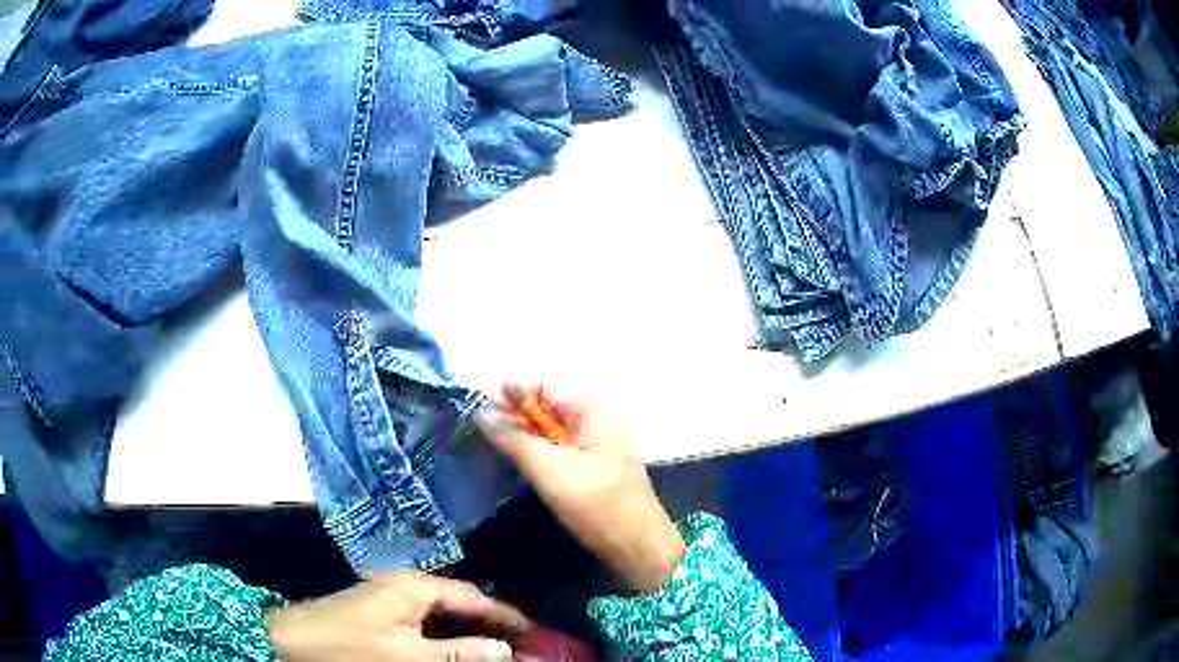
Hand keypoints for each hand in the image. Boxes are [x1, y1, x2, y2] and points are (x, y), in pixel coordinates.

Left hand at [266, 570, 526, 660]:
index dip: (504, 616)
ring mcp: (388, 593)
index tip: (534, 632)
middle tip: (519, 644)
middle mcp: (404, 583)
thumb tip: (504, 650)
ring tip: (492, 647)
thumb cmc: (350, 649)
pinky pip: (422, 617)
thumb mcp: (408, 657)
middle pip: (458, 603)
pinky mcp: (378, 607)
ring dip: (466, 629)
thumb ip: (458, 654)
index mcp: (413, 587)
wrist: (290, 640)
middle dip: (488, 623)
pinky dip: (443, 632)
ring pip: (441, 611)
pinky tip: (452, 646)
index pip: (473, 598)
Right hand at [476, 383, 684, 592]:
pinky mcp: (593, 465)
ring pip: (552, 429)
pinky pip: (560, 447)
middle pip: (549, 406)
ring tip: (493, 439)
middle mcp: (599, 420)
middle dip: (516, 413)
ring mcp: (597, 444)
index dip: (514, 393)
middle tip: (481, 425)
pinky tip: (517, 455)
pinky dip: (538, 449)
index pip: (546, 387)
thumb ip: (514, 440)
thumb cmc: (596, 505)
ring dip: (524, 432)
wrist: (636, 546)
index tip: (481, 406)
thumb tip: (482, 413)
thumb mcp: (550, 471)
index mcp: (596, 411)